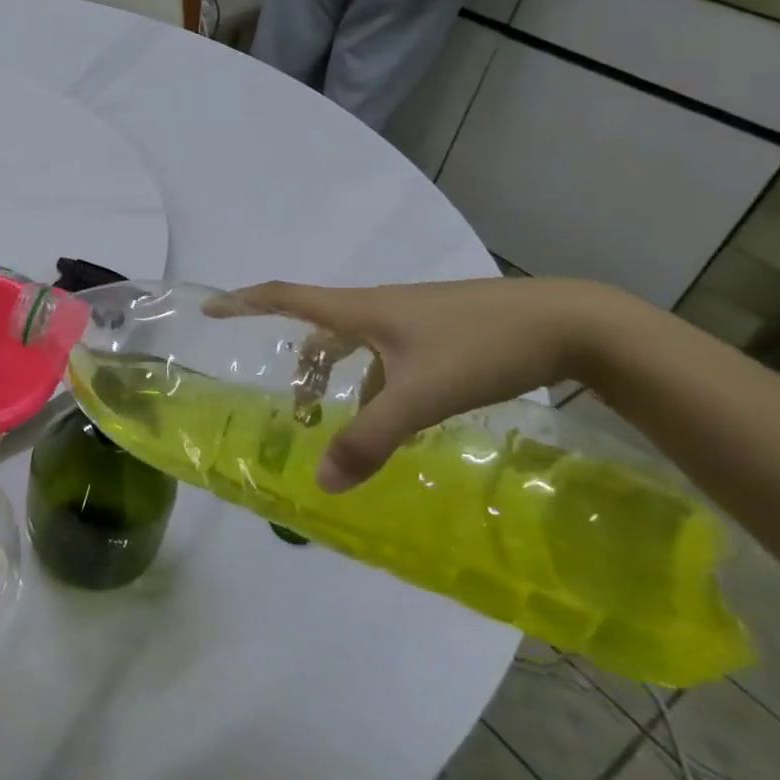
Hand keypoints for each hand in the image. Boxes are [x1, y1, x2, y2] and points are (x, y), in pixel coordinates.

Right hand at [221, 278, 622, 493]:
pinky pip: (384, 355)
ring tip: (334, 417)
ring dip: (335, 376)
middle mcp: (376, 308)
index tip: (209, 308)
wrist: (569, 323)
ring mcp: (409, 319)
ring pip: (353, 344)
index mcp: (359, 310)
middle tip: (288, 403)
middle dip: (295, 362)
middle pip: (317, 328)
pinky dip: (373, 383)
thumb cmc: (481, 347)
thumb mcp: (421, 397)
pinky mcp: (437, 332)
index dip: (243, 301)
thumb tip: (320, 482)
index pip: (284, 297)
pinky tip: (393, 416)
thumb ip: (370, 438)